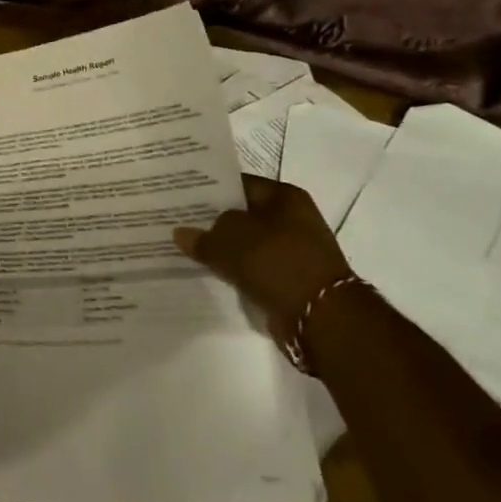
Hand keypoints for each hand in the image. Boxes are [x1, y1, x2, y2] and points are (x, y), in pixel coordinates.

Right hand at [173, 175, 353, 351]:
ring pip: (248, 244)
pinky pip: (255, 269)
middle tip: (179, 222)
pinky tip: (211, 272)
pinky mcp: (291, 280)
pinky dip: (237, 271)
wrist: (321, 317)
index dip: (209, 188)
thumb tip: (182, 234)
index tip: (181, 195)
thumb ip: (203, 235)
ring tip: (189, 248)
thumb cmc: (277, 261)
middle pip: (243, 214)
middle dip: (214, 220)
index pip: (239, 184)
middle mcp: (293, 219)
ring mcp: (294, 251)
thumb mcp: (229, 240)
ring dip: (225, 249)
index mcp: (284, 197)